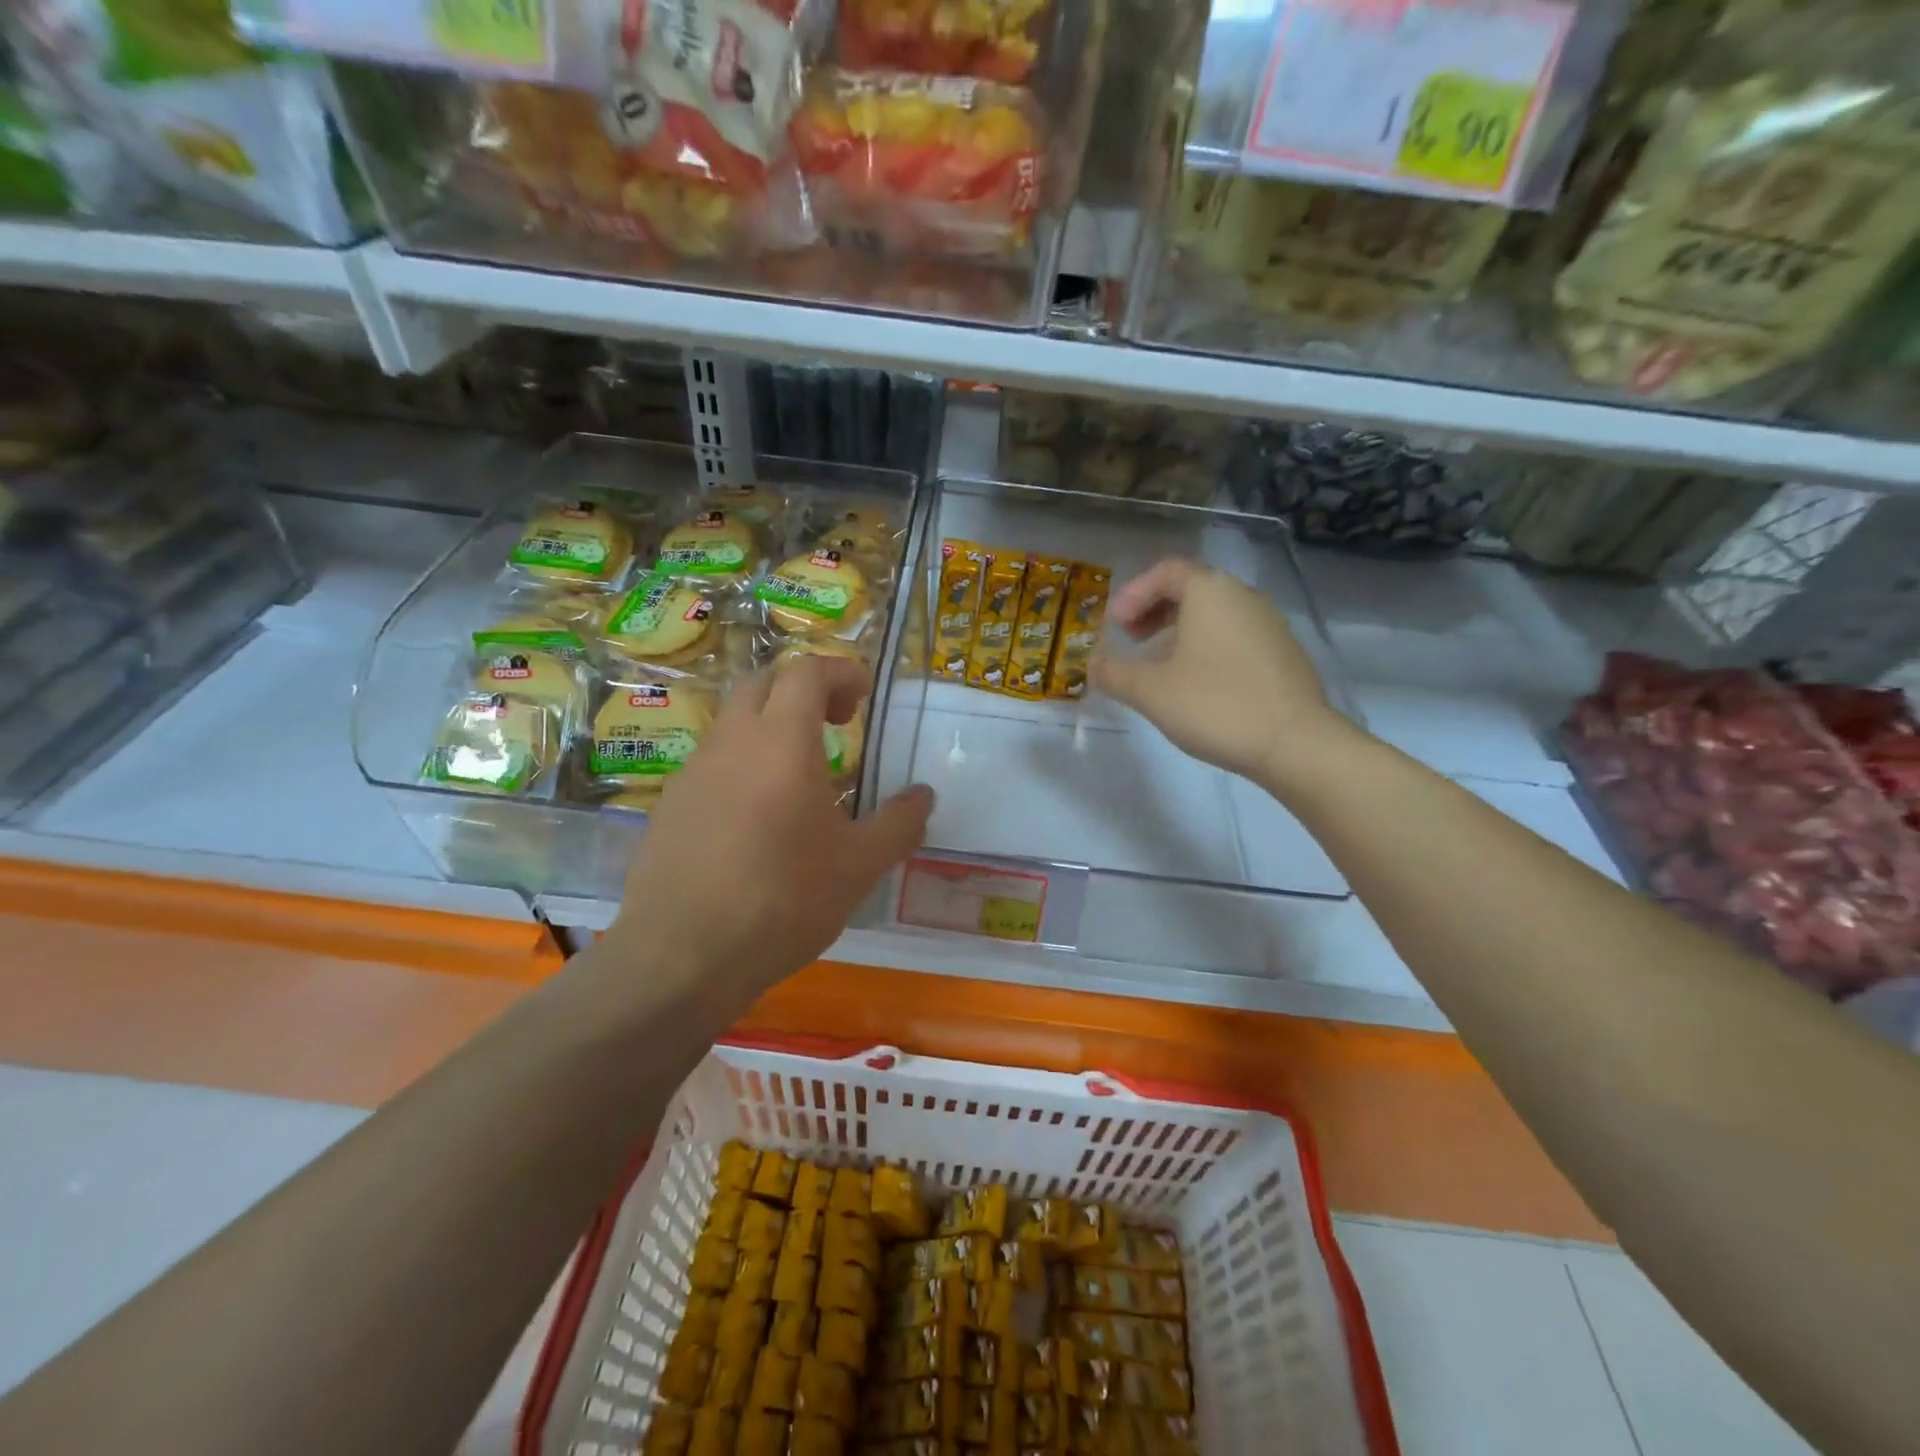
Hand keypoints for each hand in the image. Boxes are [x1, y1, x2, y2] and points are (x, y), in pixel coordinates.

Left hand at [603, 655, 933, 1012]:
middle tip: (837, 724)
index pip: (807, 671)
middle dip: (805, 690)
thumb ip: (898, 824)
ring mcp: (693, 772)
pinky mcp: (670, 805)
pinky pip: (713, 762)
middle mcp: (732, 742)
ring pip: (735, 722)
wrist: (681, 956)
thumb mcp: (859, 866)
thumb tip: (923, 796)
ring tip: (802, 776)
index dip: (841, 671)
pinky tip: (759, 819)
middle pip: (764, 683)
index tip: (864, 696)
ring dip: (772, 728)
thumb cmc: (782, 900)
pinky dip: (745, 764)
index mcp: (782, 741)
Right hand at [1091, 557, 1357, 789]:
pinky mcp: (1284, 653)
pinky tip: (1196, 685)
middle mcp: (1244, 596)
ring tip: (1159, 667)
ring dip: (1179, 632)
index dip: (1133, 594)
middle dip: (1154, 612)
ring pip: (1214, 615)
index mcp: (1211, 592)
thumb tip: (1092, 664)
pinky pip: (1234, 636)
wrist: (1295, 743)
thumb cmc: (1215, 706)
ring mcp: (1269, 624)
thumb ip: (1114, 673)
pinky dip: (1206, 647)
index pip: (1166, 571)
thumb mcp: (1150, 691)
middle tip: (1131, 641)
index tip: (1115, 626)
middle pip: (1191, 589)